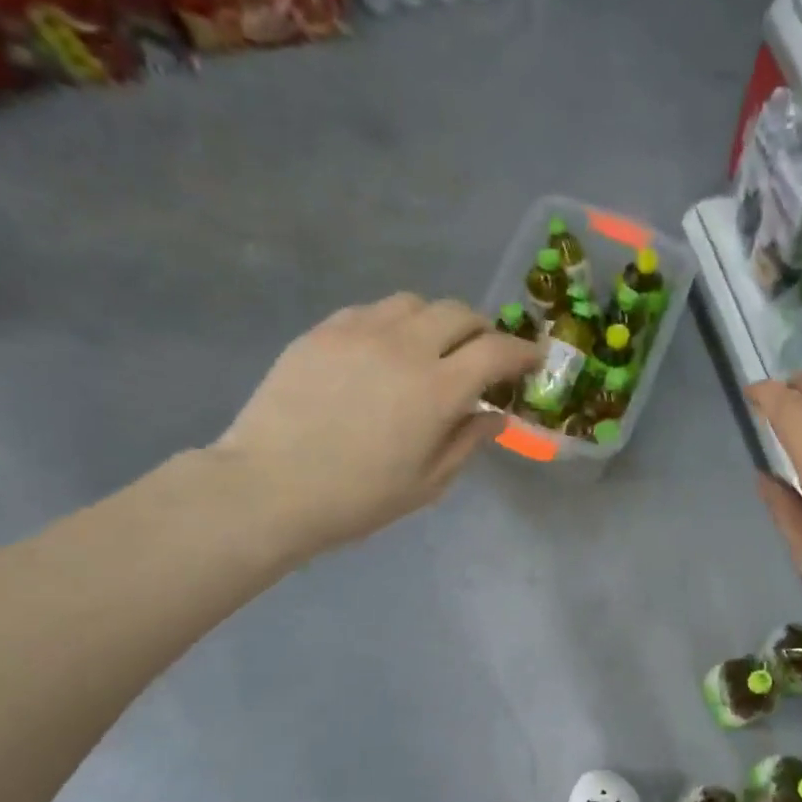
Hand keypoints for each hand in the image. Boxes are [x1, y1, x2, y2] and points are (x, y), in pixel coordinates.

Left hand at [213, 294, 539, 558]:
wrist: (269, 488)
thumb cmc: (358, 498)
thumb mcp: (429, 483)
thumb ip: (468, 442)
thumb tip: (495, 416)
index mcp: (438, 390)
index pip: (496, 351)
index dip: (522, 352)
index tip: (532, 361)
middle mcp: (404, 348)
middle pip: (460, 313)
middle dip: (483, 332)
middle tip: (483, 357)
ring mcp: (359, 332)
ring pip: (415, 304)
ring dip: (437, 322)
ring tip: (433, 350)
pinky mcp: (323, 331)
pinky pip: (372, 311)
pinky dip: (395, 325)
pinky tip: (385, 353)